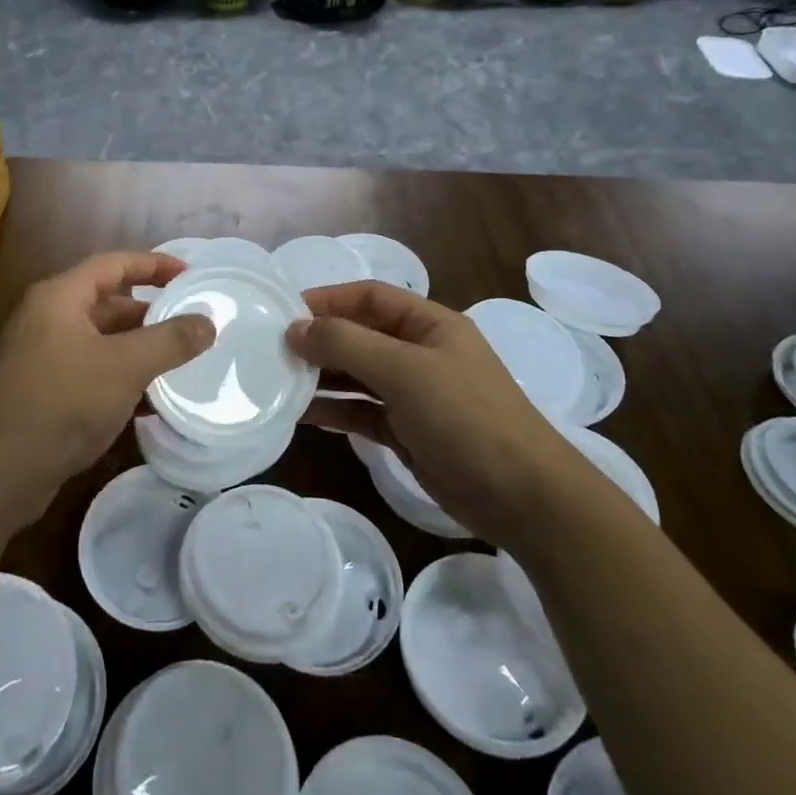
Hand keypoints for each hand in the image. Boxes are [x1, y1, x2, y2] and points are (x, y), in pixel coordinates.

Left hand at [0, 252, 214, 537]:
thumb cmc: (61, 402)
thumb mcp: (124, 366)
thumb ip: (170, 341)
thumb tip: (209, 322)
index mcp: (60, 297)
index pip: (114, 264)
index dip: (154, 264)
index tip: (191, 275)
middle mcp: (48, 319)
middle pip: (108, 302)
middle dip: (151, 312)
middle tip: (192, 324)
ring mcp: (43, 357)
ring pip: (102, 341)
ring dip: (139, 349)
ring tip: (181, 362)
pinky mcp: (44, 393)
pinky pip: (92, 372)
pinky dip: (121, 378)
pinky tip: (150, 400)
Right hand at [288, 281, 592, 543]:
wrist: (523, 498)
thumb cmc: (466, 417)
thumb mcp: (404, 371)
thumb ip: (347, 345)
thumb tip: (295, 329)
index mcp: (430, 325)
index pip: (370, 297)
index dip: (329, 298)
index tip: (285, 311)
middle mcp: (420, 353)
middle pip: (361, 335)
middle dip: (320, 340)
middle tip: (272, 350)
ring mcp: (414, 394)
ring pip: (358, 375)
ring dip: (322, 376)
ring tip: (278, 381)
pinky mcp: (407, 432)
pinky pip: (362, 411)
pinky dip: (335, 410)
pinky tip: (302, 414)